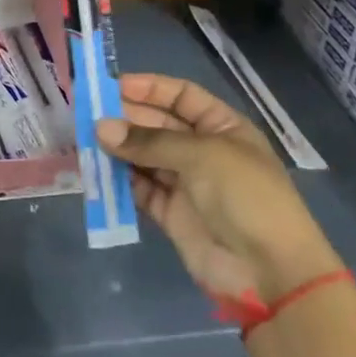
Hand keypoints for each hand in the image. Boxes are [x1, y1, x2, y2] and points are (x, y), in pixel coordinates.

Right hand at [100, 73, 339, 303]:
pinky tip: (97, 171)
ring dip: (119, 148)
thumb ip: (148, 141)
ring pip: (145, 156)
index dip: (149, 88)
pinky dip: (120, 180)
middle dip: (126, 117)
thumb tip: (101, 128)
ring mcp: (187, 183)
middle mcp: (203, 150)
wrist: (269, 271)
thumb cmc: (244, 196)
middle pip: (158, 124)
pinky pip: (140, 189)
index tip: (111, 85)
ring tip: (85, 139)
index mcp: (222, 127)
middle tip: (87, 112)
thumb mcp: (201, 155)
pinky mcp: (171, 214)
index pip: (181, 96)